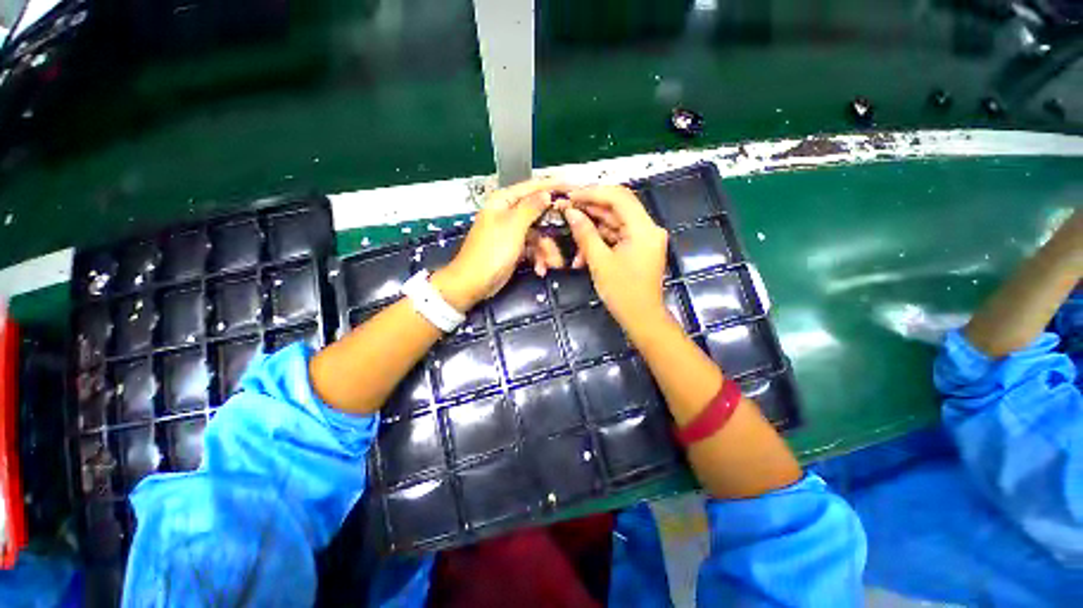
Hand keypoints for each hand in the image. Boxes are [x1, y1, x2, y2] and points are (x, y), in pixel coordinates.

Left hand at [435, 178, 568, 310]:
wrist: (474, 283)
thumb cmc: (491, 252)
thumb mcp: (513, 226)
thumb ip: (531, 207)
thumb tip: (546, 193)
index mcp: (504, 201)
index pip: (533, 187)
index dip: (553, 186)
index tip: (573, 187)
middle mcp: (509, 214)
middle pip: (539, 214)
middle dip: (552, 231)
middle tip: (570, 235)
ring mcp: (512, 232)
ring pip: (539, 235)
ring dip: (547, 250)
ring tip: (551, 264)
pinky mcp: (515, 248)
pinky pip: (533, 248)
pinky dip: (538, 258)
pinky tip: (540, 269)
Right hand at [560, 185, 670, 335]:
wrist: (642, 318)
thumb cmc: (623, 293)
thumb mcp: (600, 262)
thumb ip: (585, 234)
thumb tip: (571, 212)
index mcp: (644, 229)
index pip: (619, 197)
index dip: (592, 192)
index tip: (570, 195)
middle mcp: (647, 228)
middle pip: (617, 207)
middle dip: (590, 208)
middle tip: (566, 208)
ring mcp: (644, 238)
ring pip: (614, 222)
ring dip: (592, 228)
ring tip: (570, 230)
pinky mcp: (638, 248)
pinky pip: (617, 236)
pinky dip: (599, 241)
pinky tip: (582, 251)